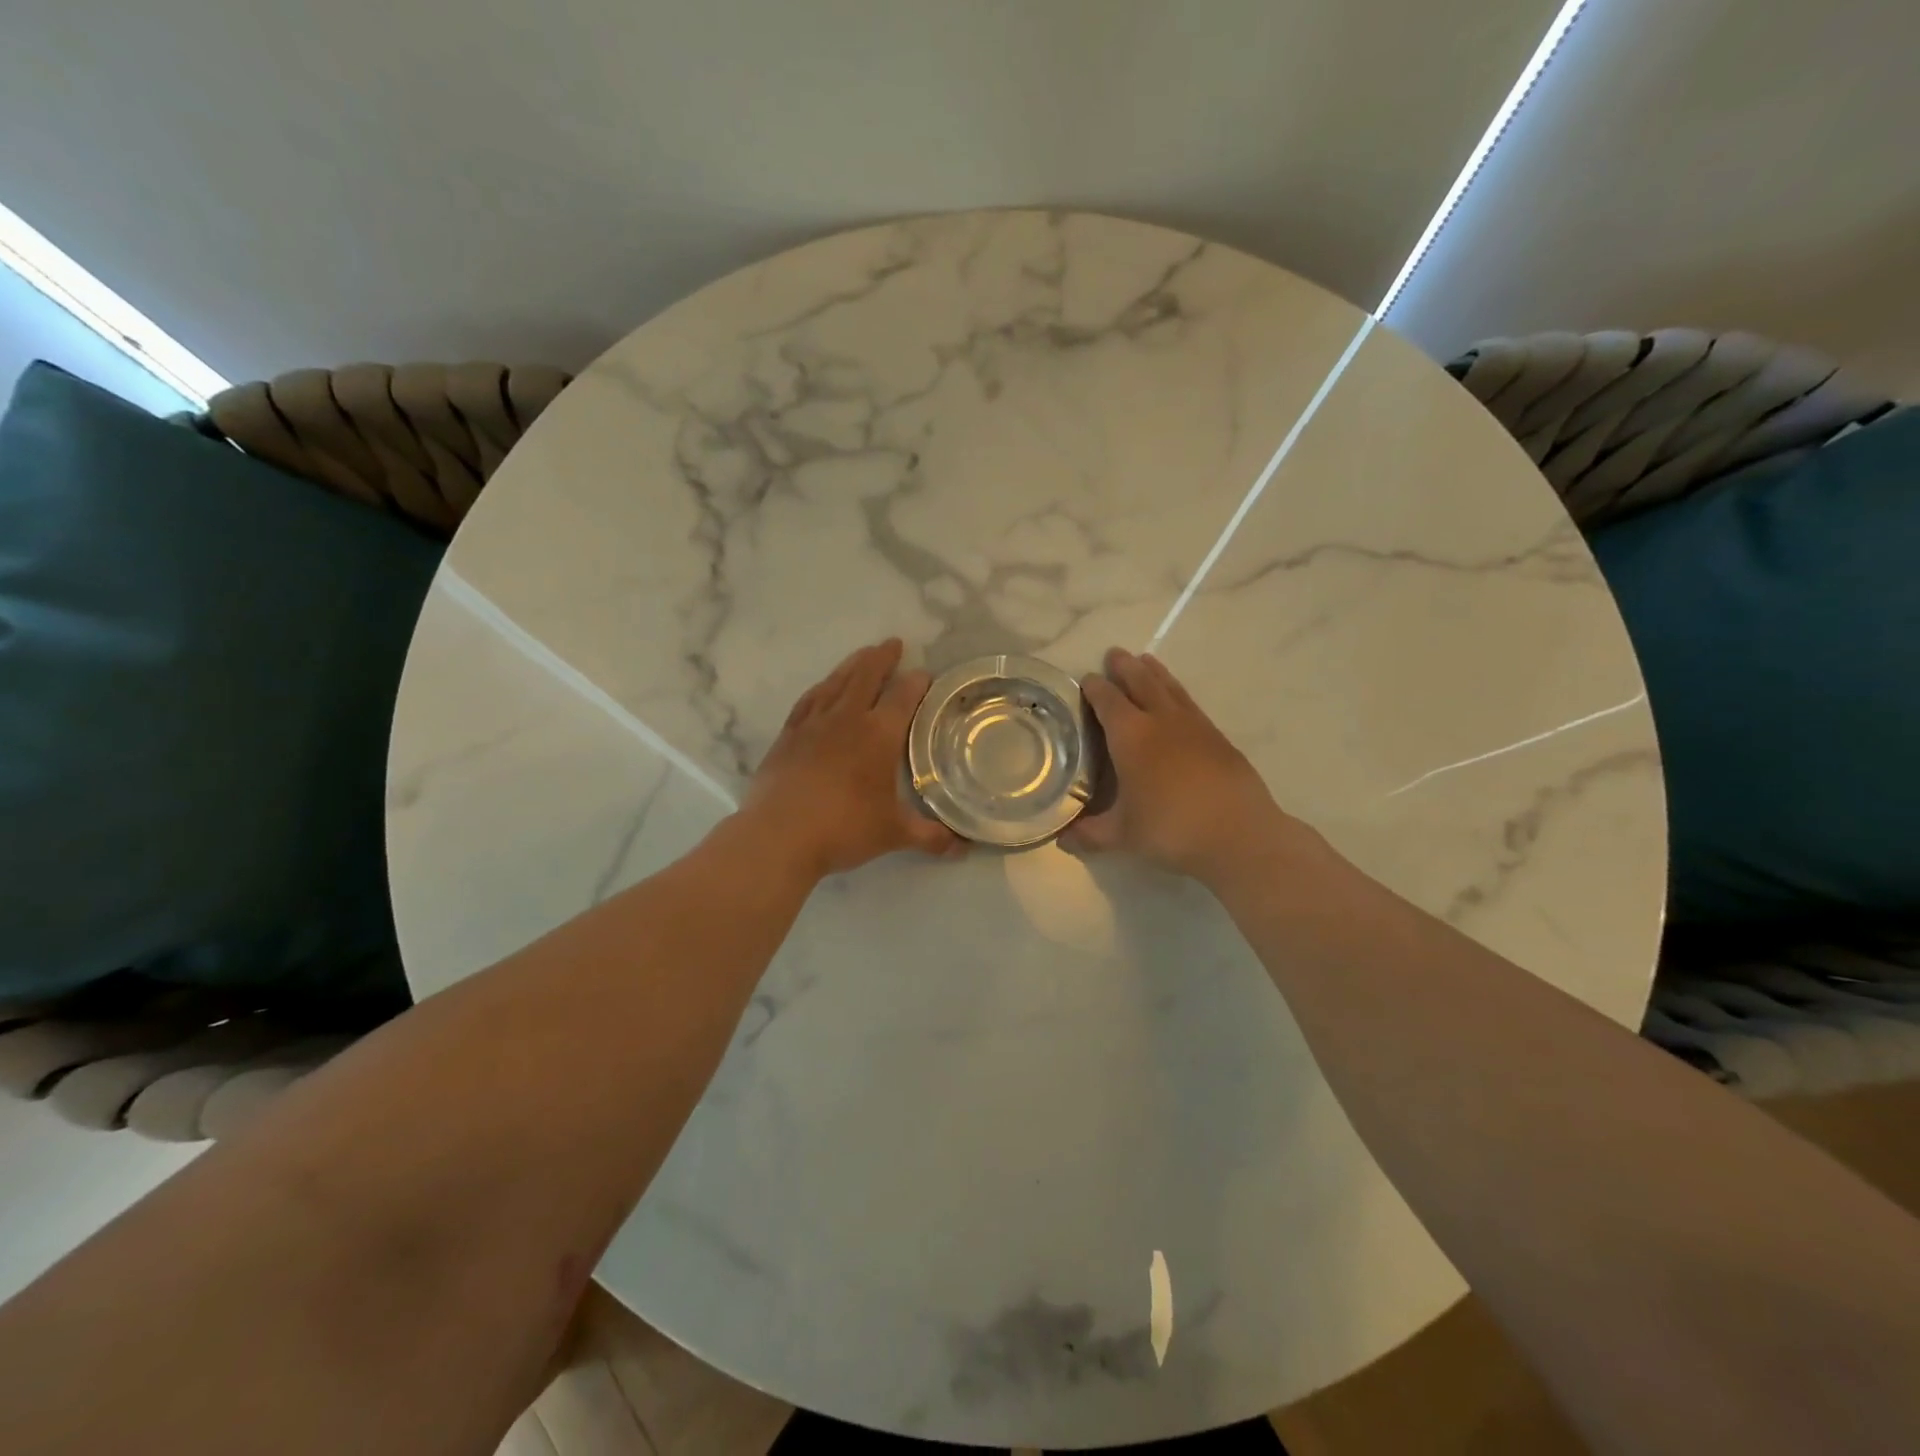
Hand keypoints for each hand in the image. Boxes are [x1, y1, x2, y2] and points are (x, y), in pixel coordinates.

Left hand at [743, 639, 961, 878]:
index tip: (924, 674)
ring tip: (862, 655)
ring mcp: (812, 724)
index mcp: (878, 735)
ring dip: (852, 665)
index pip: (902, 697)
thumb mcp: (894, 834)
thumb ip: (931, 836)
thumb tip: (963, 846)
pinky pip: (808, 701)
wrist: (779, 836)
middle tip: (892, 644)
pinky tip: (822, 688)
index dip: (916, 683)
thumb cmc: (844, 829)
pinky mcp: (787, 736)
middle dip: (882, 658)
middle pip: (866, 676)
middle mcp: (847, 719)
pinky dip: (821, 688)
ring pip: (836, 682)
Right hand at [1062, 647, 1293, 884]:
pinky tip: (1178, 700)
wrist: (1239, 834)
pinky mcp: (1218, 738)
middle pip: (1140, 683)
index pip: (1108, 701)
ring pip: (1170, 688)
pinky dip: (1178, 693)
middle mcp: (1161, 721)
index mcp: (1131, 736)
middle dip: (1125, 668)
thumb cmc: (1171, 829)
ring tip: (1146, 660)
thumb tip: (1062, 839)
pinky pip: (1191, 704)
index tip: (1087, 679)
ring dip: (1155, 672)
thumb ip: (1089, 834)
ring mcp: (1194, 726)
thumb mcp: (1122, 836)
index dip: (1095, 688)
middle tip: (1115, 654)